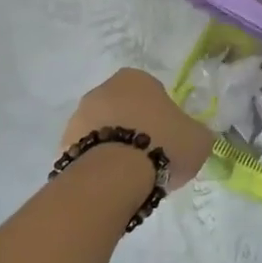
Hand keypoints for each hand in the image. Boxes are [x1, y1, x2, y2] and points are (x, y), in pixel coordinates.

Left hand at [63, 68, 214, 187]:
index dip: (163, 115)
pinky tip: (112, 184)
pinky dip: (98, 165)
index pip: (153, 92)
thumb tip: (193, 136)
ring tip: (131, 177)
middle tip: (152, 155)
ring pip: (103, 131)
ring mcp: (77, 118)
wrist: (114, 177)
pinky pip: (87, 153)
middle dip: (135, 128)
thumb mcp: (199, 138)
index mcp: (135, 78)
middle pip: (124, 109)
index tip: (169, 136)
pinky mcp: (62, 147)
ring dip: (114, 146)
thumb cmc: (163, 144)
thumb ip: (196, 132)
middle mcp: (102, 90)